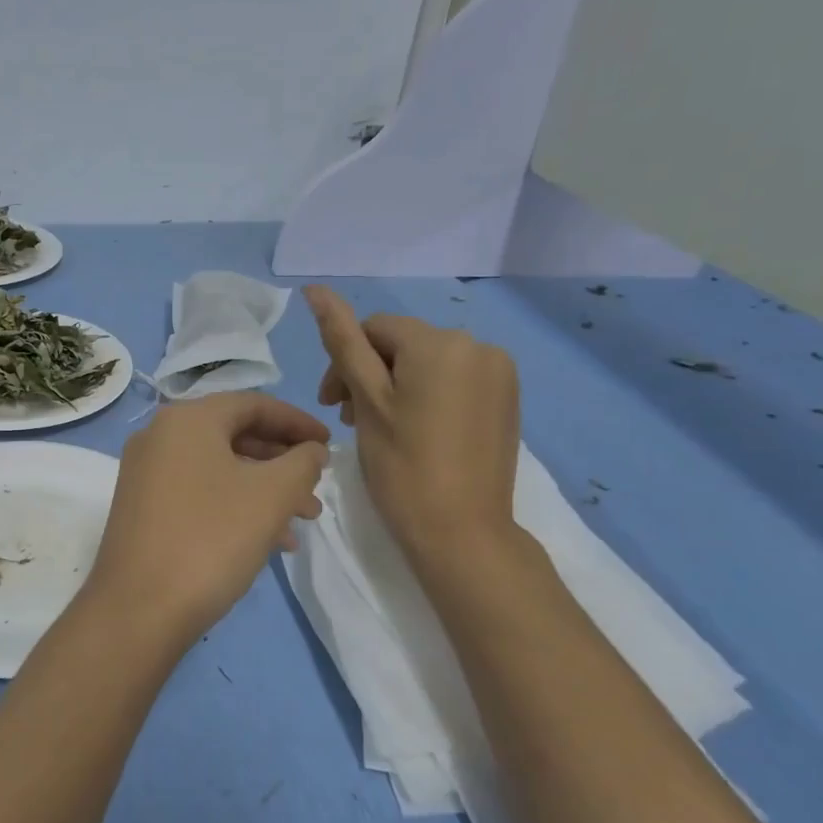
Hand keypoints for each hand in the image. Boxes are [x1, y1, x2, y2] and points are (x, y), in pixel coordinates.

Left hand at [83, 393, 328, 651]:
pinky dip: (235, 506)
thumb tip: (311, 450)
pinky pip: (199, 492)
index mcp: (187, 419)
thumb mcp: (272, 495)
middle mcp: (159, 436)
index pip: (253, 405)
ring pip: (219, 469)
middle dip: (283, 462)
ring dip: (264, 489)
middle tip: (317, 489)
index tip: (329, 444)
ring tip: (303, 521)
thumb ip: (302, 462)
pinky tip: (267, 541)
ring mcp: (145, 473)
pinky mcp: (142, 508)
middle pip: (235, 435)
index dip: (297, 422)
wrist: (139, 608)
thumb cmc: (212, 539)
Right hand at [305, 285, 519, 553]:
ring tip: (380, 428)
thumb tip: (316, 289)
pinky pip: (454, 381)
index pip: (375, 328)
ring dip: (395, 387)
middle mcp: (478, 344)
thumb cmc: (402, 465)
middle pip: (403, 345)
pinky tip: (415, 431)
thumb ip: (342, 340)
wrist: (462, 532)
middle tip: (349, 420)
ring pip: (427, 364)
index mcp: (440, 341)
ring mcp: (499, 373)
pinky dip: (427, 397)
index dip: (344, 362)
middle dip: (370, 375)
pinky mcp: (507, 399)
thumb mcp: (366, 400)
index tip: (331, 406)